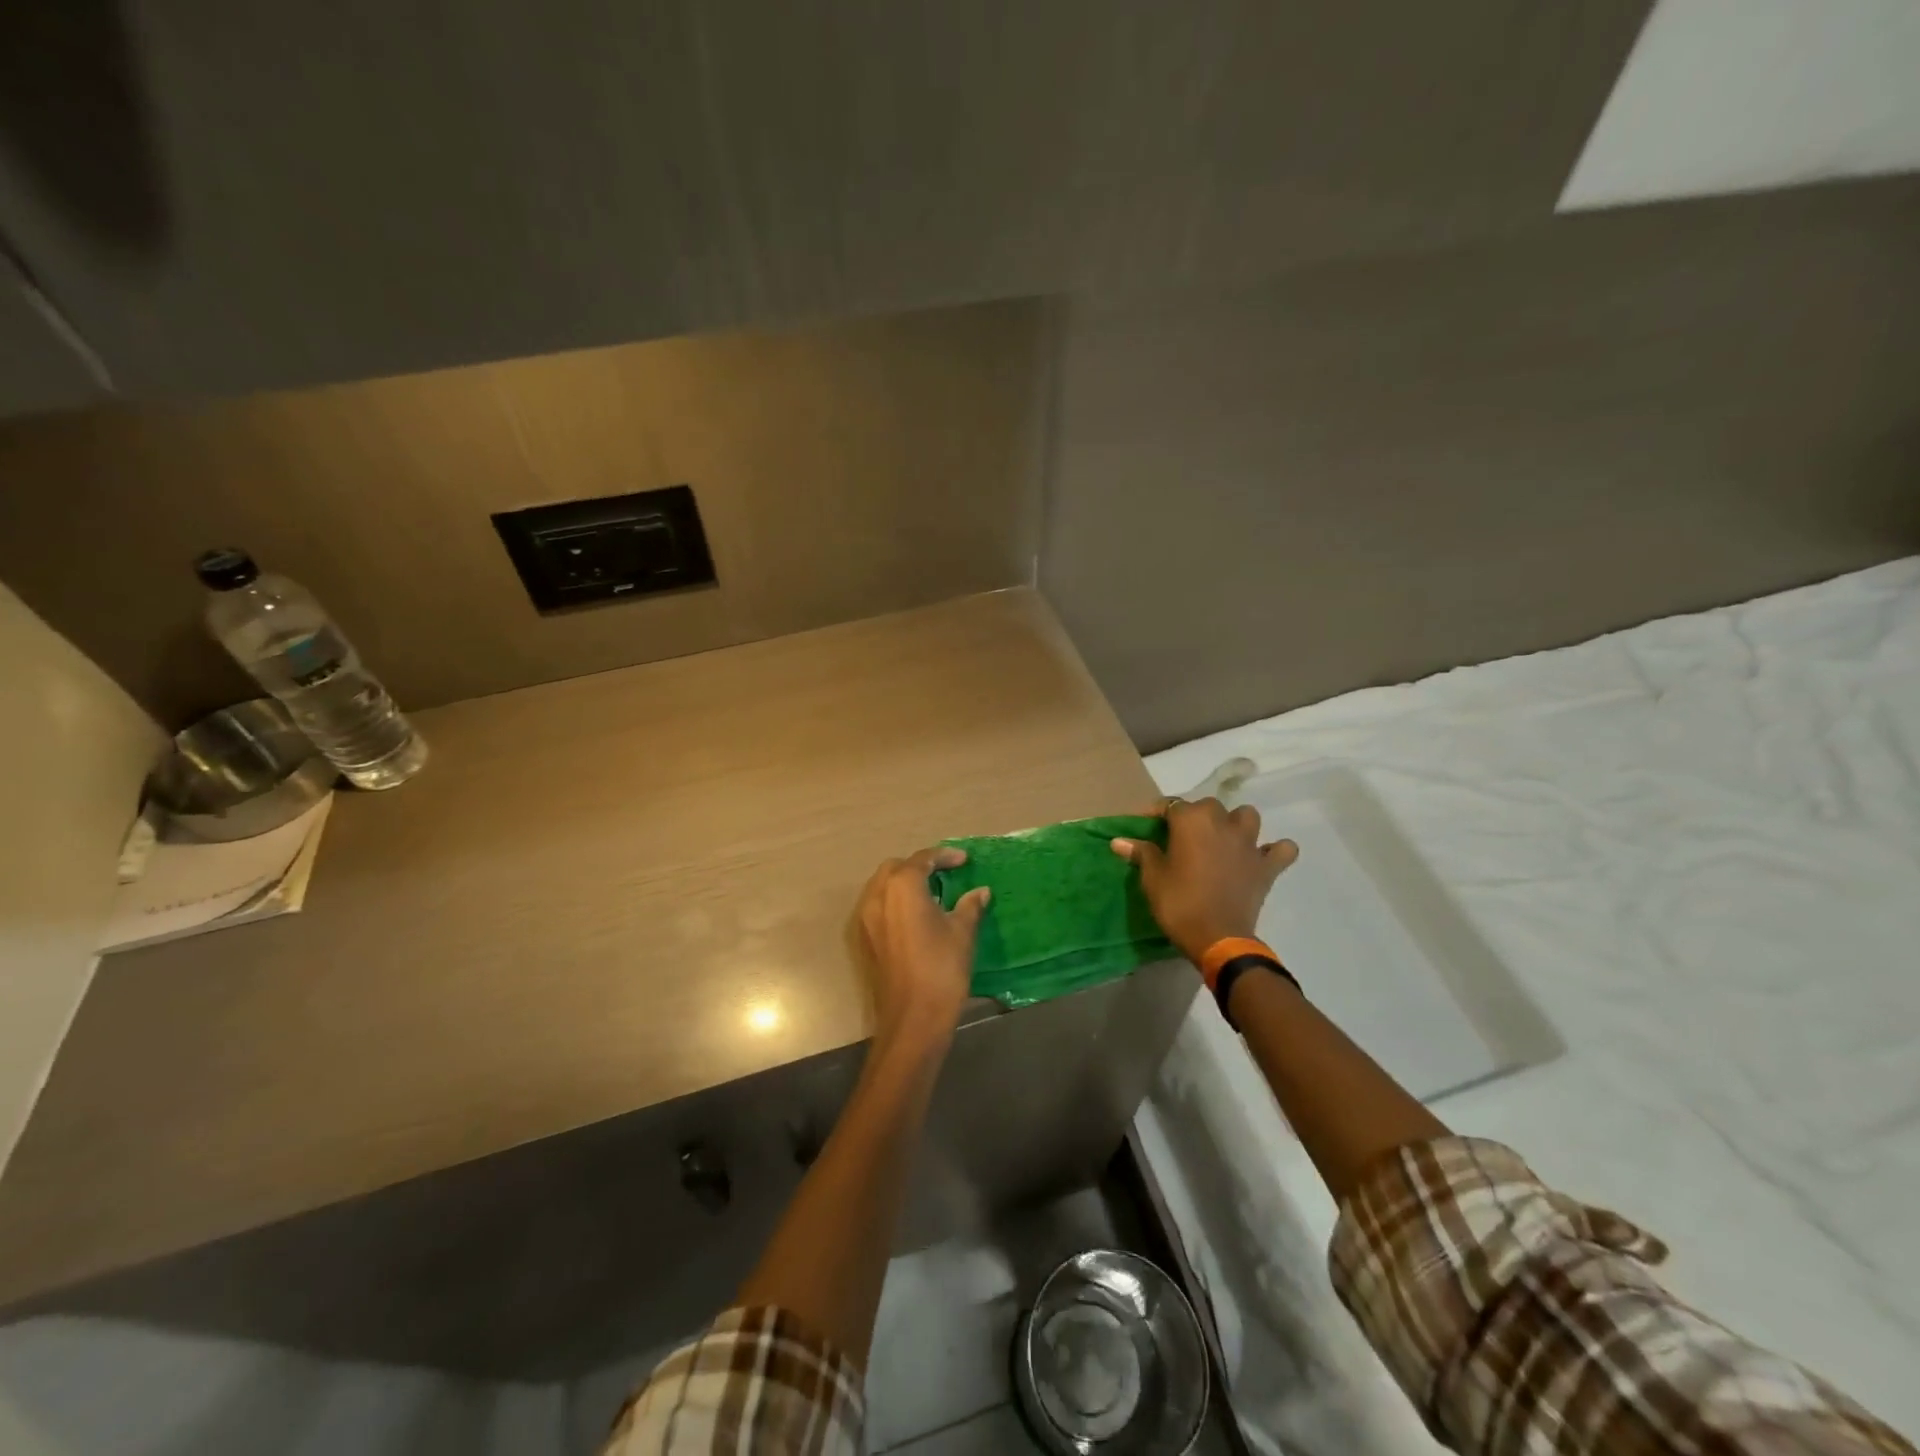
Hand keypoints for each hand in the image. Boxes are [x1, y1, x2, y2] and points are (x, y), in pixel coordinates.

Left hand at [856, 847, 990, 1048]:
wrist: (913, 1018)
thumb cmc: (942, 968)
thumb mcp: (962, 932)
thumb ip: (970, 906)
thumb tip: (980, 892)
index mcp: (902, 886)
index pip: (922, 859)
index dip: (944, 856)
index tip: (964, 860)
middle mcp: (878, 895)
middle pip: (897, 868)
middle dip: (920, 866)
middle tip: (946, 874)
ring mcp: (867, 918)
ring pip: (884, 886)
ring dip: (905, 883)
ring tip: (933, 892)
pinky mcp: (866, 938)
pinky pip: (879, 906)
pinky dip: (896, 901)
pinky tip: (918, 914)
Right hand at [1112, 798, 1297, 963]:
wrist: (1218, 939)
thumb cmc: (1179, 904)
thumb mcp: (1152, 879)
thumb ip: (1141, 853)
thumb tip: (1119, 841)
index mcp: (1192, 821)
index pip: (1171, 805)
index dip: (1157, 814)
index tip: (1146, 827)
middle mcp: (1222, 823)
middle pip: (1208, 806)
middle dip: (1194, 816)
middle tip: (1181, 838)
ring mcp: (1249, 843)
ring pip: (1246, 816)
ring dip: (1235, 823)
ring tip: (1222, 839)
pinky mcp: (1267, 866)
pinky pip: (1281, 849)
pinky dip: (1274, 850)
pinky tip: (1261, 857)